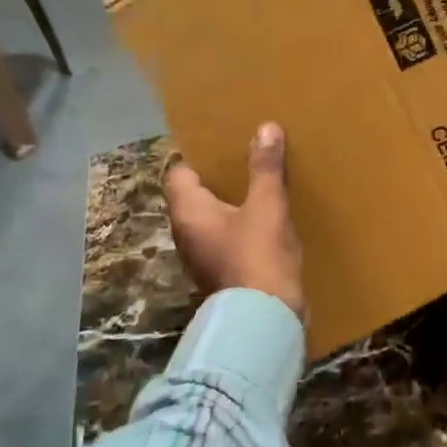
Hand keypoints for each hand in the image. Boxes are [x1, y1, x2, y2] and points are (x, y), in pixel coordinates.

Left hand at [165, 122, 305, 321]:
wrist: (265, 319)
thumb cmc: (258, 255)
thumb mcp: (267, 205)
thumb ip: (265, 168)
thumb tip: (266, 127)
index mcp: (189, 212)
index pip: (178, 173)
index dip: (197, 156)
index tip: (222, 141)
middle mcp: (187, 232)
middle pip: (195, 195)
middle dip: (219, 177)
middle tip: (247, 155)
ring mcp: (203, 255)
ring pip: (212, 217)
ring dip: (232, 201)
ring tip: (260, 182)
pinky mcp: (222, 271)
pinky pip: (226, 236)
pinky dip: (242, 223)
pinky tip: (268, 217)